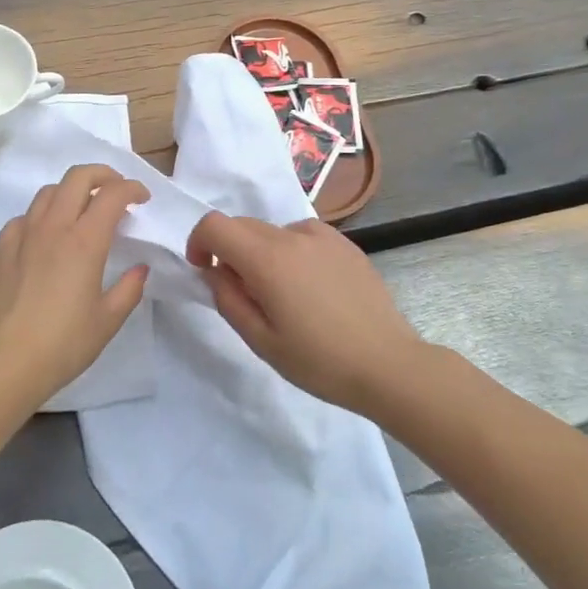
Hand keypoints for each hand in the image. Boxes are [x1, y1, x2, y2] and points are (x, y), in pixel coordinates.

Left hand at [0, 164, 150, 405]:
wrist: (2, 363)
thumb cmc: (62, 344)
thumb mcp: (107, 321)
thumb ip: (129, 289)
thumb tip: (139, 269)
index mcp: (85, 241)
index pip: (112, 194)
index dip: (132, 188)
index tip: (142, 198)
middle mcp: (53, 227)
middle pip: (78, 177)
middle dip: (103, 174)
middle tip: (116, 191)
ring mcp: (22, 235)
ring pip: (48, 192)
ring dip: (71, 191)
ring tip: (82, 210)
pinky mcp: (0, 249)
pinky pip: (24, 216)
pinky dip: (42, 215)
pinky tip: (46, 236)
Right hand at [184, 213, 424, 414]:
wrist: (388, 364)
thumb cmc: (319, 361)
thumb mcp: (261, 341)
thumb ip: (228, 299)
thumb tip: (216, 271)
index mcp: (267, 259)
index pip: (215, 225)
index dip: (199, 243)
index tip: (204, 271)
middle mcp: (293, 236)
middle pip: (243, 224)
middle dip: (230, 250)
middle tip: (243, 293)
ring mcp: (324, 236)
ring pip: (274, 231)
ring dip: (262, 253)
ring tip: (283, 296)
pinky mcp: (346, 244)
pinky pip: (303, 238)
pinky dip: (292, 253)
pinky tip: (312, 290)